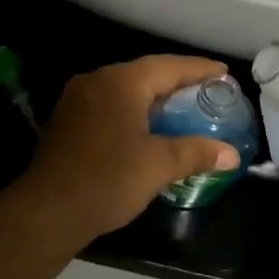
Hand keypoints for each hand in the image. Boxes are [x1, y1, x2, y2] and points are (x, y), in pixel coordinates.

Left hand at [6, 55, 242, 250]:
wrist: (47, 211)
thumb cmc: (108, 180)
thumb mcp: (159, 165)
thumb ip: (196, 152)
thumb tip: (232, 154)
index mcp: (121, 82)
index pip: (168, 66)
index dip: (199, 69)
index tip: (224, 72)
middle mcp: (97, 81)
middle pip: (145, 73)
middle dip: (177, 82)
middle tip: (207, 91)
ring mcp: (77, 99)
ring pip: (125, 89)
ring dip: (153, 98)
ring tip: (182, 109)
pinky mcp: (67, 120)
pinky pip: (109, 104)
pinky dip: (132, 110)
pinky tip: (147, 128)